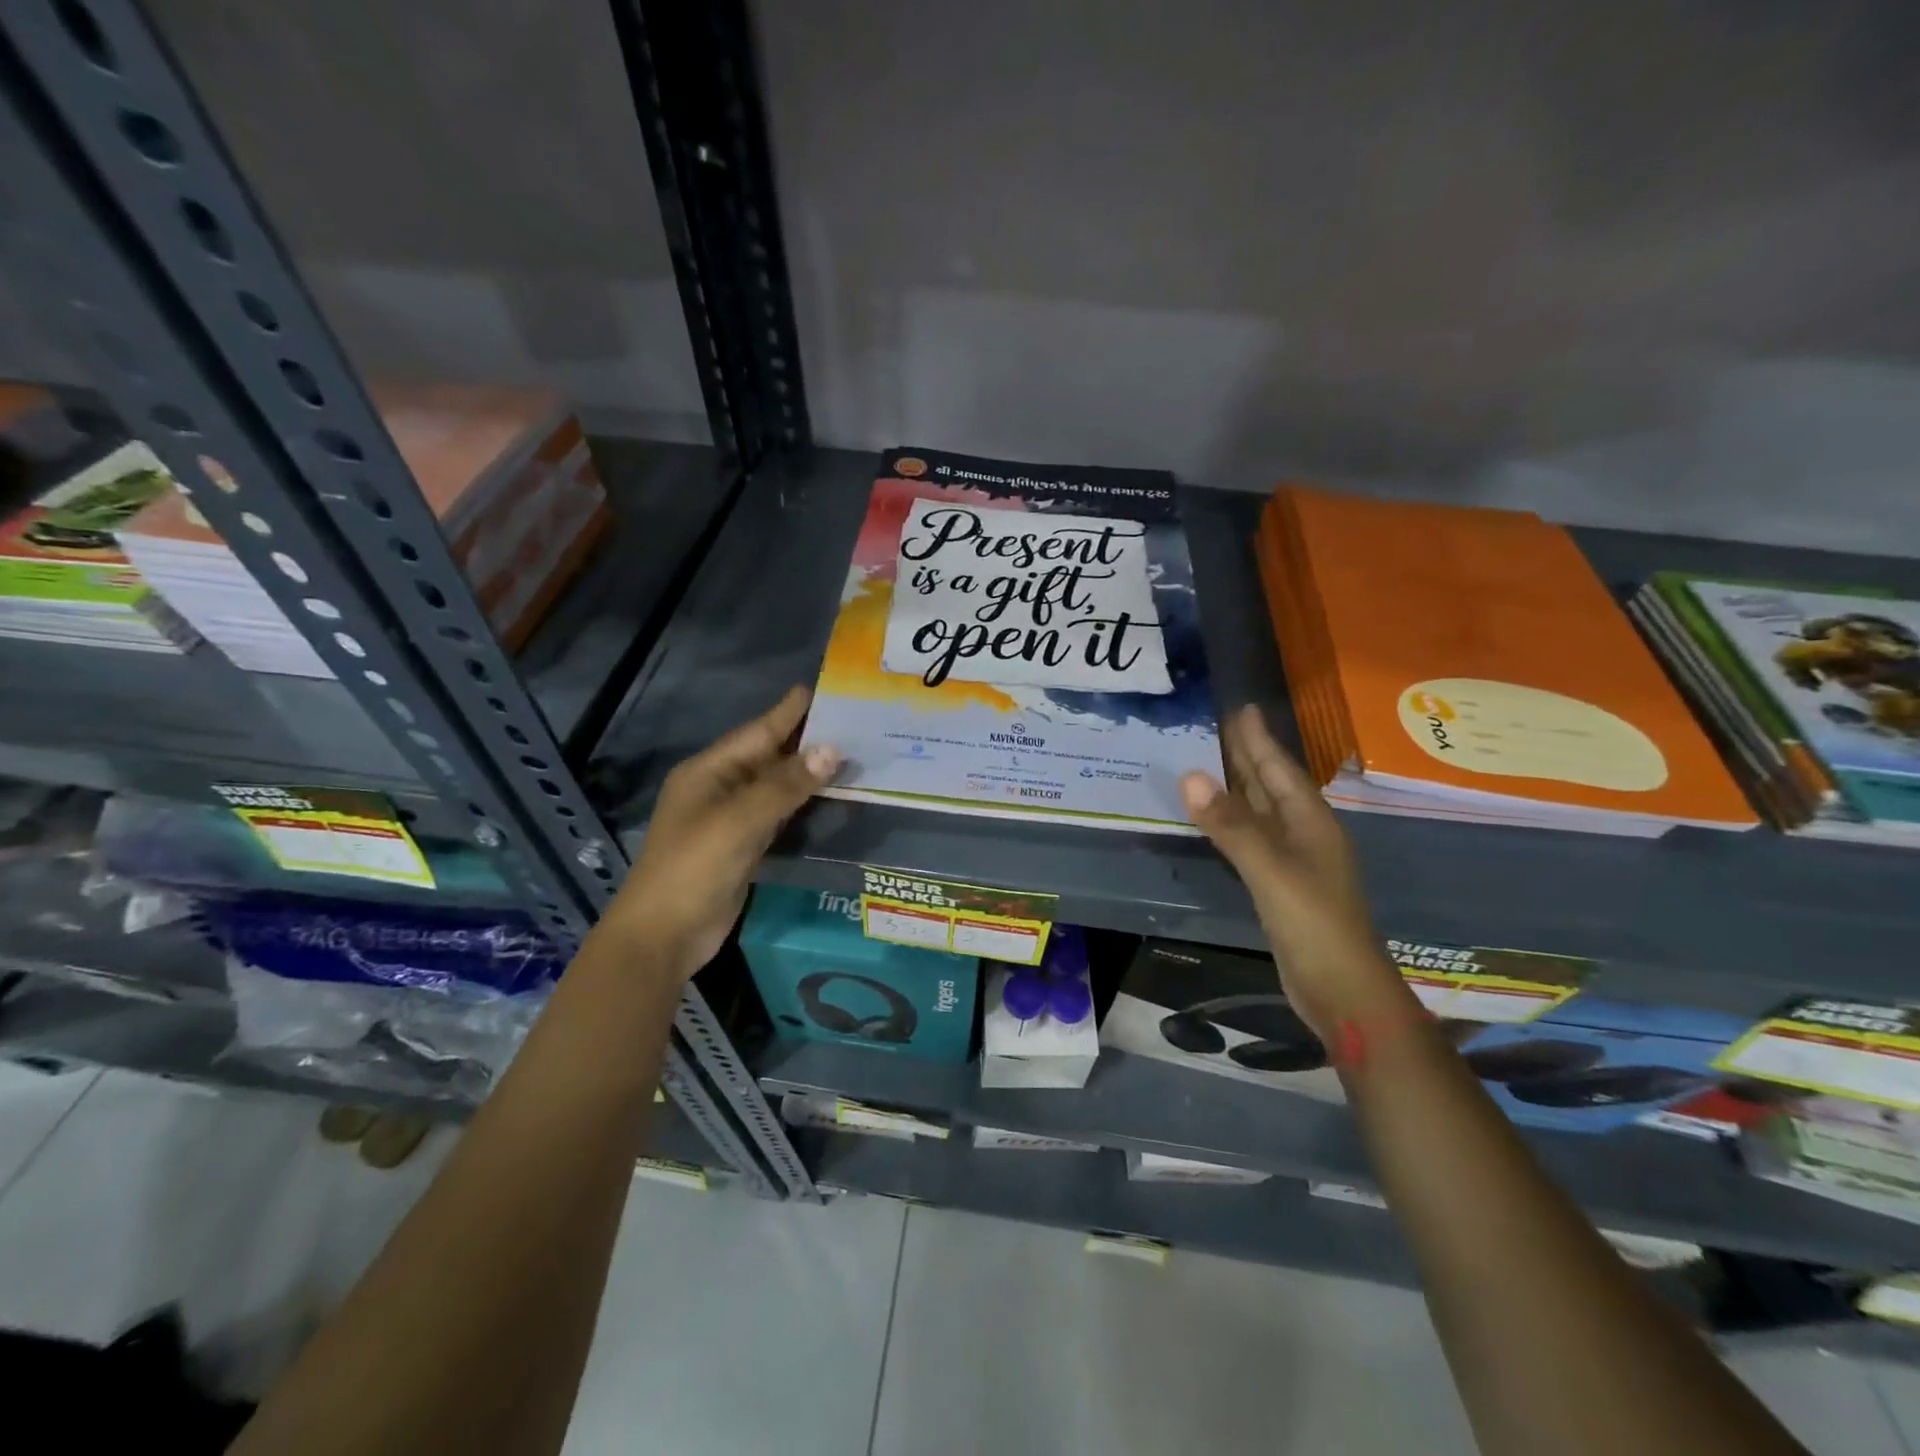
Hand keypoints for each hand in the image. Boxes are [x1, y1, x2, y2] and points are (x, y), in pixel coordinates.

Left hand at [604, 686, 839, 981]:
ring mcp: (731, 819)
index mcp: (709, 771)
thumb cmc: (695, 867)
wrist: (665, 935)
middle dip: (807, 741)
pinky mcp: (744, 846)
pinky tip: (828, 795)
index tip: (824, 689)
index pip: (758, 732)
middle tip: (853, 723)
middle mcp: (720, 788)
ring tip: (851, 753)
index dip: (789, 712)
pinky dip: (802, 803)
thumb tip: (832, 749)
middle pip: (769, 756)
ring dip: (809, 772)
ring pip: (777, 786)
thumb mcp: (740, 820)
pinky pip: (779, 814)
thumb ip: (786, 785)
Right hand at [1180, 705, 1413, 1037]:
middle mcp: (1304, 834)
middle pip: (1271, 784)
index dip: (1259, 738)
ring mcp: (1294, 860)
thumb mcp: (1271, 870)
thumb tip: (1189, 776)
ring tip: (1212, 761)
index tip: (1241, 706)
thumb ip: (1231, 824)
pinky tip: (1218, 818)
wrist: (1343, 990)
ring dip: (1239, 785)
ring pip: (1261, 811)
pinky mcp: (1280, 884)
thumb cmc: (1314, 923)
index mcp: (1310, 822)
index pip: (1279, 768)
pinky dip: (1233, 820)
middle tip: (1220, 724)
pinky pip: (1252, 838)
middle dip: (1248, 754)